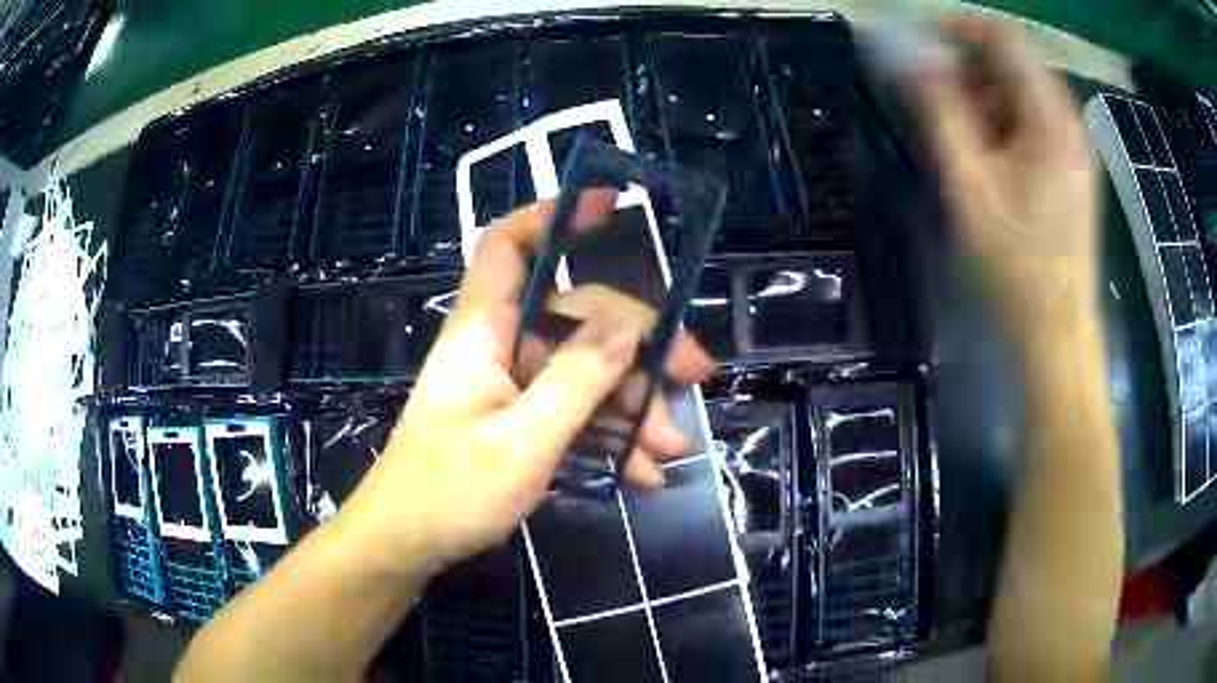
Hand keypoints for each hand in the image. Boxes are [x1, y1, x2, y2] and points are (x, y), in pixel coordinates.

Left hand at [335, 191, 715, 574]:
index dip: (551, 217)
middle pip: (577, 318)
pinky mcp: (523, 423)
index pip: (506, 247)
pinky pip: (577, 415)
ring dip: (634, 407)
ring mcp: (514, 388)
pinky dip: (611, 439)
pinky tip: (645, 474)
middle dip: (639, 347)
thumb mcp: (522, 442)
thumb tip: (630, 328)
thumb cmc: (448, 494)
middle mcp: (501, 348)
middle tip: (695, 375)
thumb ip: (577, 381)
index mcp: (484, 332)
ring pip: (587, 373)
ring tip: (673, 449)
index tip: (609, 209)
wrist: (407, 546)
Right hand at [913, 20, 1099, 333]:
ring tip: (966, 138)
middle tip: (943, 105)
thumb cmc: (1014, 265)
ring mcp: (1075, 144)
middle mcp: (1069, 121)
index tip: (928, 55)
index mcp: (1050, 119)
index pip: (1004, 37)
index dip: (961, 33)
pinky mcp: (1073, 165)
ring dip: (988, 98)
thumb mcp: (969, 185)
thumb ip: (940, 112)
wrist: (1056, 330)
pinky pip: (1036, 120)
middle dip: (973, 70)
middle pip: (1015, 62)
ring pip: (1025, 91)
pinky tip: (994, 156)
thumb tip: (913, 57)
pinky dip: (1008, 122)